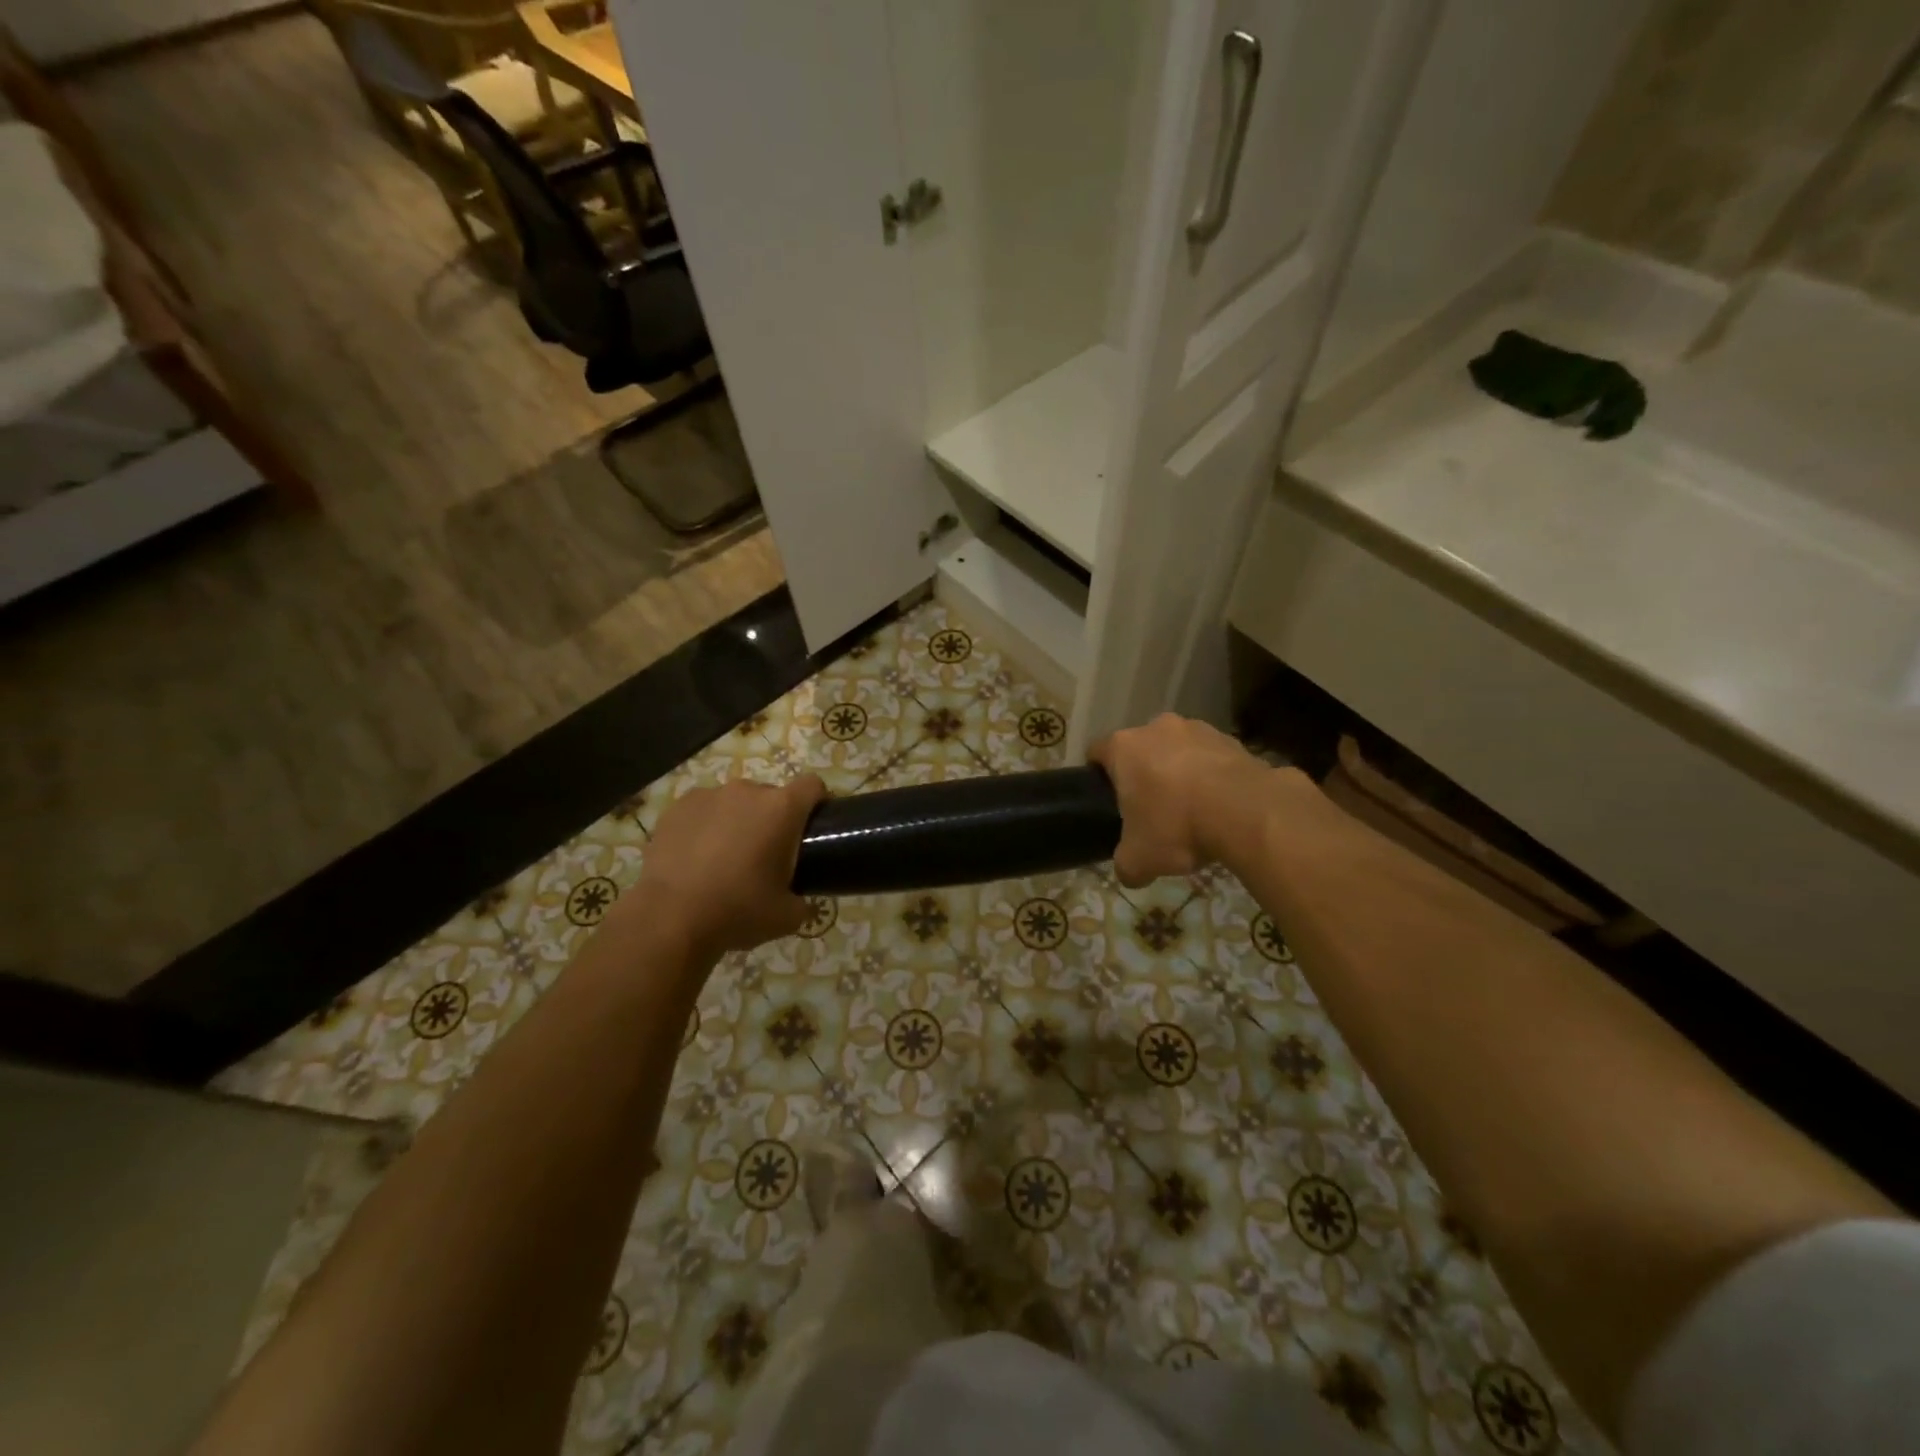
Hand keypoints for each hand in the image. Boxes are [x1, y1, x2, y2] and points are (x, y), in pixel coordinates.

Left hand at [633, 775, 827, 955]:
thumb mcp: (787, 917)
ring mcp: (708, 795)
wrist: (669, 918)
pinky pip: (702, 810)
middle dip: (772, 819)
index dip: (817, 803)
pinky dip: (704, 827)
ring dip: (737, 821)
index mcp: (782, 809)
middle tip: (764, 856)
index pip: (813, 786)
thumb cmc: (738, 910)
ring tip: (723, 858)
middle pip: (771, 796)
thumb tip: (802, 902)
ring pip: (734, 802)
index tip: (811, 829)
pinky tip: (694, 858)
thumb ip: (803, 902)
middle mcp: (747, 791)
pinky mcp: (677, 807)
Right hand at [1088, 714, 1272, 886]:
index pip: (1097, 752)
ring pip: (1178, 750)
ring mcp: (1199, 729)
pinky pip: (1213, 759)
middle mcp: (1157, 728)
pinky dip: (1213, 778)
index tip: (1106, 799)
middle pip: (1141, 749)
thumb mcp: (1139, 859)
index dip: (1098, 776)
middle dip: (1143, 774)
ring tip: (1192, 810)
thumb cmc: (1177, 826)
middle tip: (1150, 809)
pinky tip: (1221, 807)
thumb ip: (1126, 865)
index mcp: (1124, 747)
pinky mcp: (1234, 740)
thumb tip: (1129, 874)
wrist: (1247, 812)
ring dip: (1180, 773)